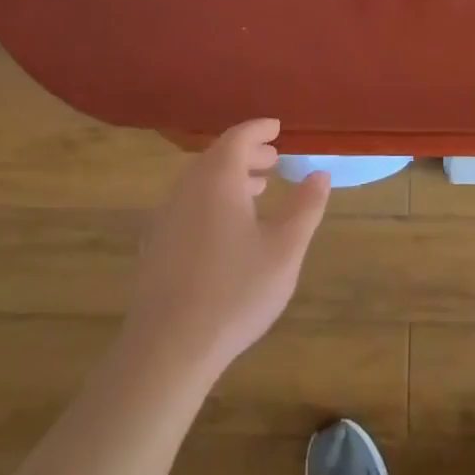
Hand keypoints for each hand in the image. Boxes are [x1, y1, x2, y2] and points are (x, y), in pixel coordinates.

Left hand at [123, 119, 330, 380]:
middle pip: (216, 157)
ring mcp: (165, 217)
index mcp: (218, 180)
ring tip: (257, 190)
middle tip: (274, 160)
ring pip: (200, 182)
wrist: (168, 347)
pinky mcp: (155, 245)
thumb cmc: (235, 291)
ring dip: (229, 177)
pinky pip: (187, 204)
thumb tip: (320, 173)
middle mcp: (186, 189)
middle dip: (246, 154)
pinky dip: (211, 199)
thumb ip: (305, 206)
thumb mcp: (285, 249)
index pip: (238, 137)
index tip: (277, 127)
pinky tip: (227, 228)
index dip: (259, 129)